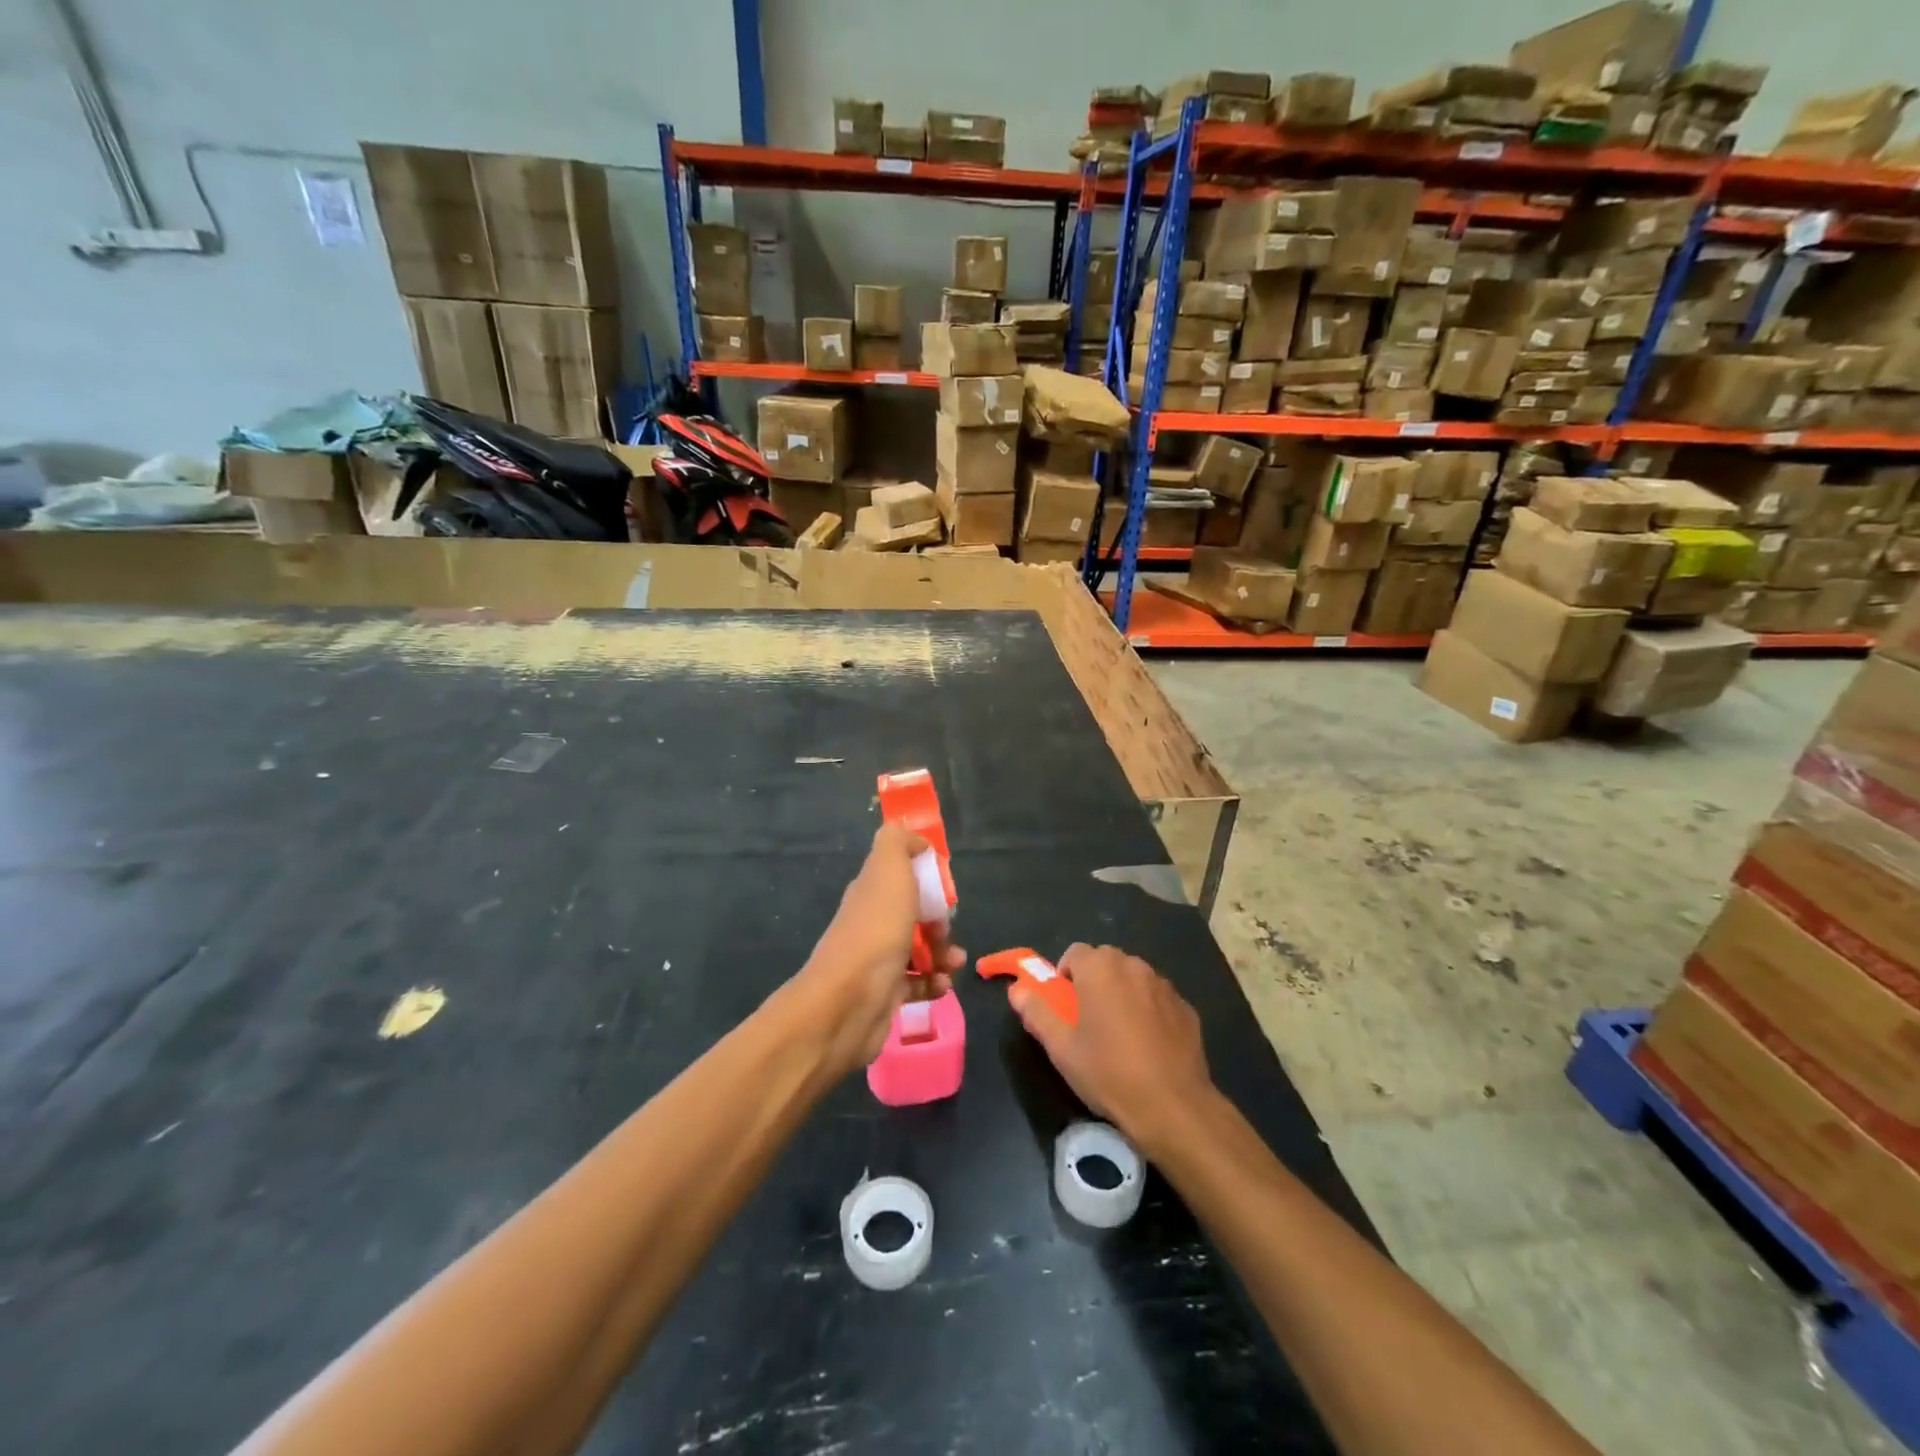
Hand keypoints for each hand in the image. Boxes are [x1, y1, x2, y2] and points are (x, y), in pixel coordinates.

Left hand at [789, 824, 964, 1077]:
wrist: (849, 1001)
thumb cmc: (876, 930)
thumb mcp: (888, 870)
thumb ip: (898, 843)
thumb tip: (914, 840)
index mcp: (870, 890)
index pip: (900, 874)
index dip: (925, 876)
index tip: (944, 886)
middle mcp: (871, 921)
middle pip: (912, 913)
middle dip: (938, 919)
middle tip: (946, 928)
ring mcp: (877, 959)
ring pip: (918, 949)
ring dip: (943, 952)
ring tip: (955, 963)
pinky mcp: (886, 993)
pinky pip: (917, 983)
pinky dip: (934, 982)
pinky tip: (942, 984)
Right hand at [1009, 943, 1215, 1157]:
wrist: (1173, 1106)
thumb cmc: (1108, 1072)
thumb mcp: (1061, 1047)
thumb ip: (1036, 1011)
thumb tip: (1016, 989)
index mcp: (1101, 968)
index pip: (1075, 952)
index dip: (1065, 976)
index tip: (1065, 1007)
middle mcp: (1134, 966)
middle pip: (1105, 961)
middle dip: (1093, 982)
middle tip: (1087, 1021)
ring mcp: (1165, 986)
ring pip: (1133, 979)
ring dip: (1121, 994)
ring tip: (1118, 1035)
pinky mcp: (1186, 1008)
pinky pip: (1157, 999)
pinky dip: (1148, 1011)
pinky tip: (1148, 1046)